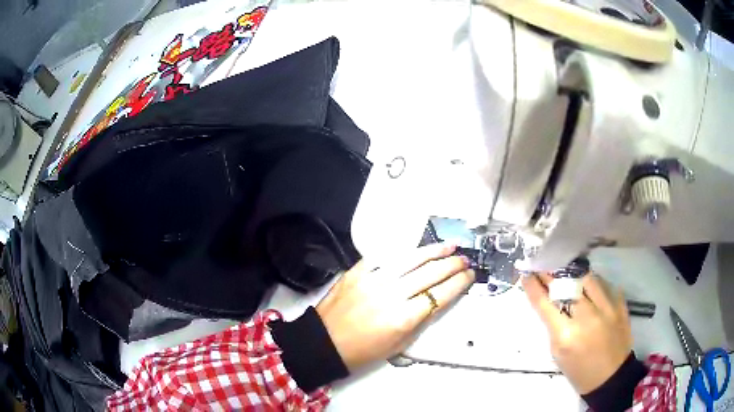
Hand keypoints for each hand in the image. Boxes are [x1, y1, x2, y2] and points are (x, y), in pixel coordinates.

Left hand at [316, 243, 474, 371]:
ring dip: (433, 251)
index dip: (459, 283)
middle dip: (452, 264)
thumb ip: (420, 320)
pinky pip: (383, 256)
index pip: (440, 295)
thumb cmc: (363, 351)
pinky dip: (402, 252)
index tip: (470, 275)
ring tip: (449, 246)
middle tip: (465, 259)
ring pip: (410, 259)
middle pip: (430, 274)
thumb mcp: (399, 344)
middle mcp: (391, 295)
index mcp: (403, 318)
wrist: (323, 343)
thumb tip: (437, 299)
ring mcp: (372, 279)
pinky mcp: (357, 271)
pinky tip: (415, 249)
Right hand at [523, 272, 632, 393]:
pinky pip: (604, 284)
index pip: (545, 303)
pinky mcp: (620, 303)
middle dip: (552, 275)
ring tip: (569, 277)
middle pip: (566, 285)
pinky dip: (594, 284)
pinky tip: (589, 288)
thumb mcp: (558, 353)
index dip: (533, 286)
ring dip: (574, 276)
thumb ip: (553, 326)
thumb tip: (548, 302)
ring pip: (587, 278)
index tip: (527, 275)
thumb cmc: (579, 371)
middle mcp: (586, 316)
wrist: (611, 376)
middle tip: (545, 269)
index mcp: (566, 334)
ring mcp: (606, 307)